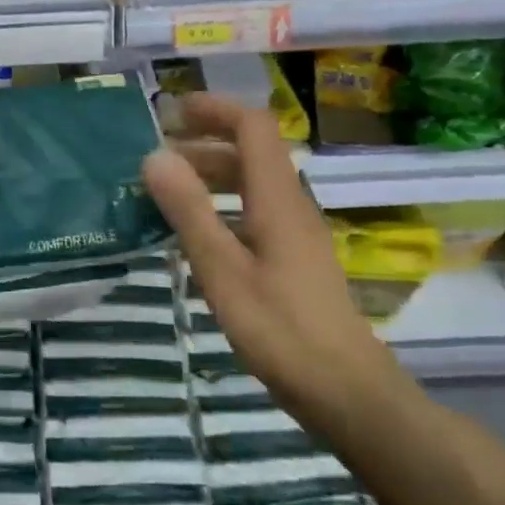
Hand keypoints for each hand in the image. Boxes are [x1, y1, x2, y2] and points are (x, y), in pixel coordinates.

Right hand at [143, 93, 408, 424]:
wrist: (349, 395)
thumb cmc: (282, 331)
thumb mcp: (223, 271)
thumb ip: (189, 211)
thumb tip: (154, 156)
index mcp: (277, 199)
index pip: (253, 127)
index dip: (214, 109)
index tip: (171, 113)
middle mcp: (292, 206)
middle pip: (251, 152)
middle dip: (203, 143)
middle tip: (156, 158)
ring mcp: (297, 234)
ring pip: (253, 184)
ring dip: (211, 175)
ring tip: (167, 193)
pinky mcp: (296, 260)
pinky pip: (255, 212)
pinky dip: (222, 206)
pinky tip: (197, 235)